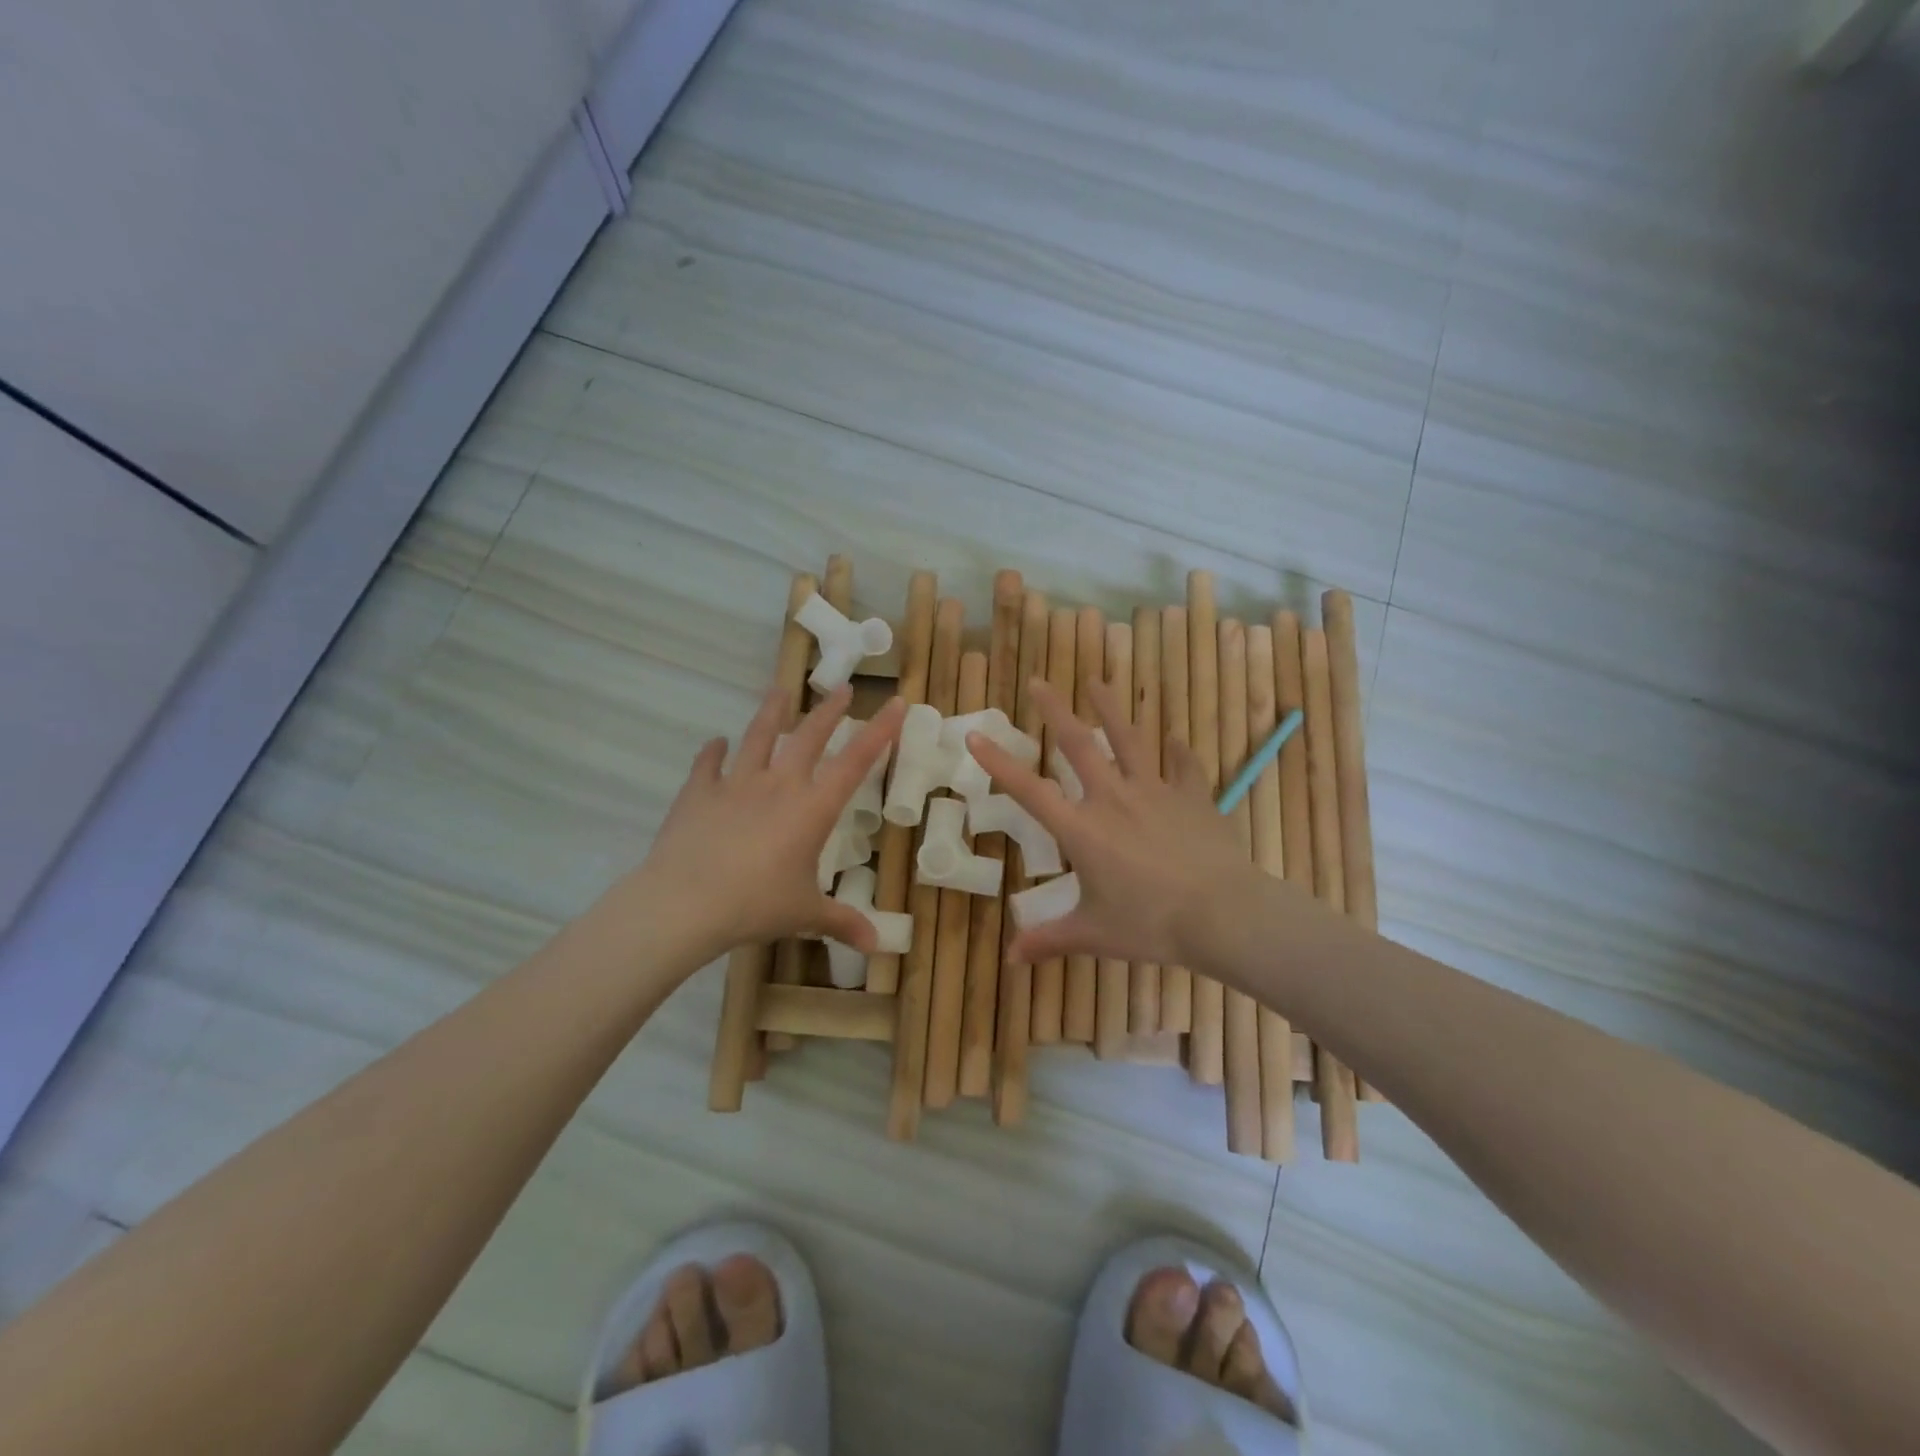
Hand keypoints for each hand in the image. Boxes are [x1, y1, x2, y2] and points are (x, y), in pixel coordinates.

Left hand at [628, 684, 906, 961]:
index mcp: (812, 808)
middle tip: (844, 688)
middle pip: (809, 736)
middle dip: (830, 711)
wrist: (684, 903)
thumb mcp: (804, 914)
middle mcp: (778, 785)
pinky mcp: (698, 793)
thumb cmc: (755, 906)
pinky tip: (716, 742)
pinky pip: (707, 764)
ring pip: (758, 736)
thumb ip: (841, 922)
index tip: (896, 702)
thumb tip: (877, 947)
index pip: (855, 762)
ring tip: (780, 690)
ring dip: (771, 711)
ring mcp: (735, 784)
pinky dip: (714, 752)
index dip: (880, 731)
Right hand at [968, 679, 1262, 966]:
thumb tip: (1010, 960)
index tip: (976, 734)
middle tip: (1040, 682)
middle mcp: (1113, 799)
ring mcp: (1156, 792)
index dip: (999, 763)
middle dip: (1055, 711)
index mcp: (1082, 830)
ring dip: (1111, 709)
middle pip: (1079, 745)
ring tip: (1098, 682)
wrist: (1222, 915)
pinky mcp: (1193, 797)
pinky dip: (1180, 752)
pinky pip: (1185, 767)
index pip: (1029, 791)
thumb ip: (1050, 940)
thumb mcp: (1094, 934)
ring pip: (1130, 740)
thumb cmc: (1151, 925)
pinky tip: (1177, 739)